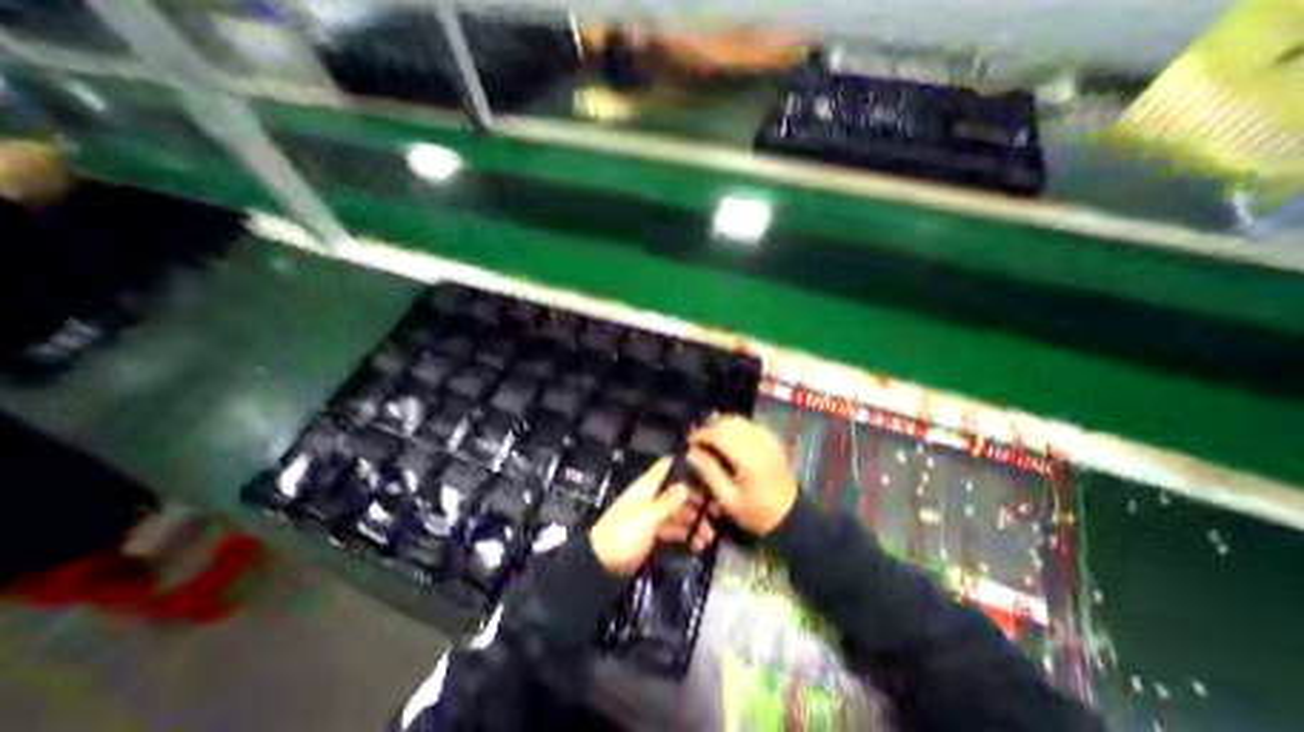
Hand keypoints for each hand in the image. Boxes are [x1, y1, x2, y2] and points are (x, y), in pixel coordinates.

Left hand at [588, 457, 717, 576]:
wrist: (600, 565)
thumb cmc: (622, 537)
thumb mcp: (646, 519)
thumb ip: (667, 503)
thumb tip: (686, 485)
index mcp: (647, 487)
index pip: (667, 466)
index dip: (686, 464)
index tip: (709, 471)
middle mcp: (651, 496)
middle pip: (678, 490)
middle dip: (697, 499)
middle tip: (718, 512)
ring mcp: (651, 513)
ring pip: (678, 510)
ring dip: (694, 521)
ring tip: (709, 536)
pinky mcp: (652, 530)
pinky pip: (673, 527)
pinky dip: (684, 533)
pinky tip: (697, 545)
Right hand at [685, 415, 799, 535]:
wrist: (791, 515)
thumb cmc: (757, 512)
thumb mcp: (728, 500)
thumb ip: (709, 473)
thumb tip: (690, 453)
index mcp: (748, 458)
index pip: (719, 434)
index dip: (701, 434)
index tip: (688, 443)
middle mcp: (759, 442)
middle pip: (728, 422)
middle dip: (709, 428)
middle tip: (698, 442)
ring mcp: (767, 438)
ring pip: (738, 420)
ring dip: (721, 425)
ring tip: (710, 440)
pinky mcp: (771, 438)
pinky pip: (748, 424)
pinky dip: (734, 426)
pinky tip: (727, 439)